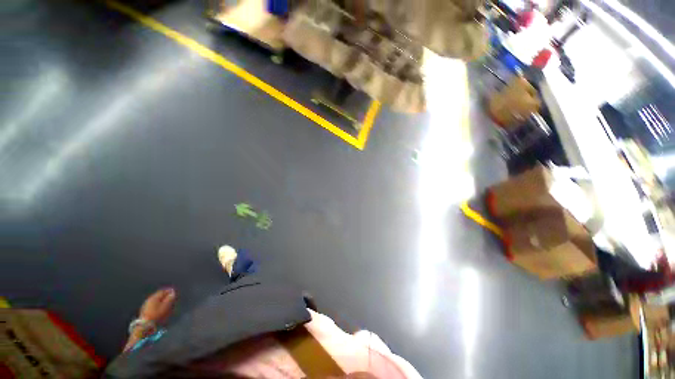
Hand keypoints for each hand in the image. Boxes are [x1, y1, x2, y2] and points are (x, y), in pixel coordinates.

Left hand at [139, 288, 175, 323]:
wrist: (145, 325)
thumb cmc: (156, 314)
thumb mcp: (165, 306)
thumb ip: (170, 298)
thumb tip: (173, 292)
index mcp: (154, 297)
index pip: (163, 291)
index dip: (169, 291)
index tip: (174, 293)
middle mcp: (149, 299)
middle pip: (159, 296)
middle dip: (165, 296)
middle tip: (171, 299)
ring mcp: (146, 305)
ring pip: (156, 301)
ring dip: (161, 301)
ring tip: (167, 305)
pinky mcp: (144, 311)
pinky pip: (153, 305)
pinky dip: (158, 305)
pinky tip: (160, 309)